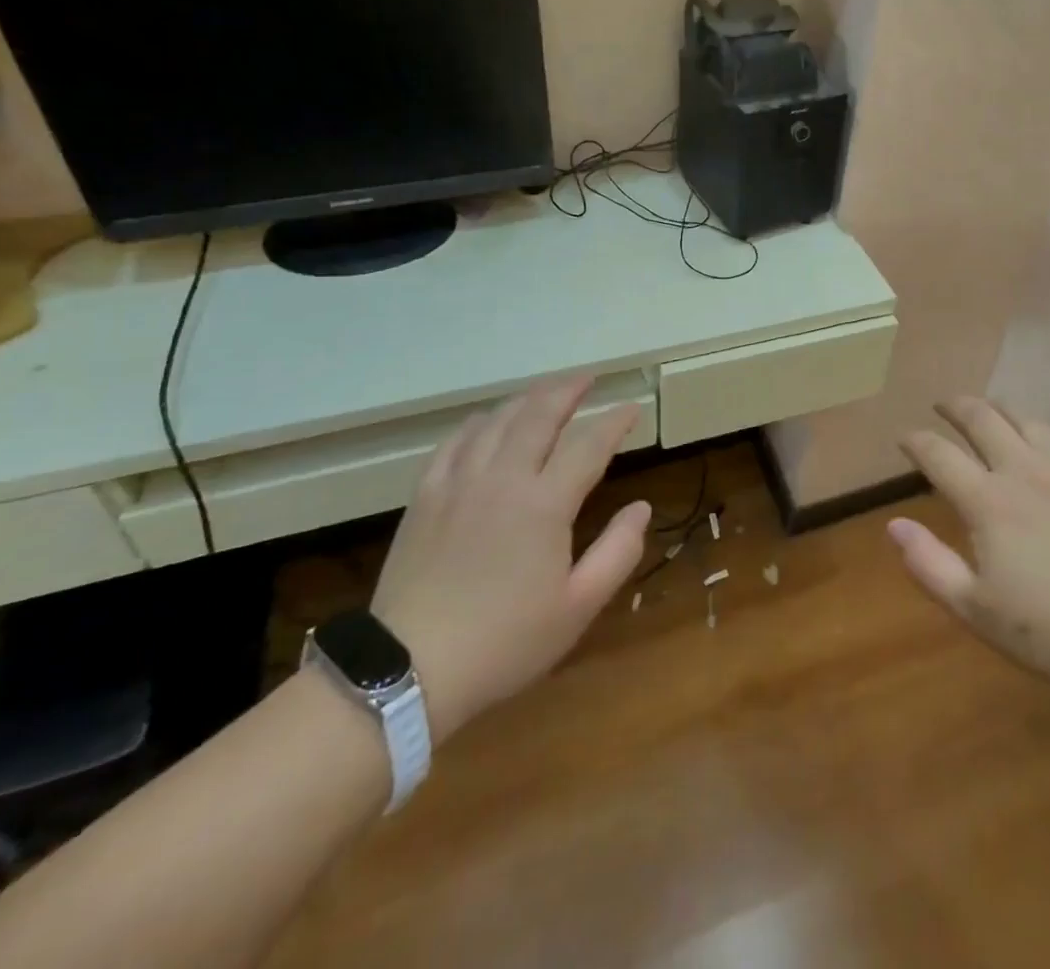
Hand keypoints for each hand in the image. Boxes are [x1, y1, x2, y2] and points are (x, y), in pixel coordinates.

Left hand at [370, 377, 648, 740]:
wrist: (408, 671)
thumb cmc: (504, 642)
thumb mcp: (577, 607)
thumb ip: (618, 552)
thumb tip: (641, 508)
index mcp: (544, 503)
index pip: (589, 444)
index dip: (615, 421)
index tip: (632, 407)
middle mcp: (503, 478)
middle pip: (539, 414)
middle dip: (568, 390)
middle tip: (588, 378)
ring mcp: (459, 482)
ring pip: (497, 419)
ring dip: (527, 399)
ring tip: (547, 392)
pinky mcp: (426, 495)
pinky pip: (456, 440)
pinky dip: (479, 422)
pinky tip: (488, 421)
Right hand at [893, 398, 1049, 716]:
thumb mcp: (978, 612)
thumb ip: (930, 566)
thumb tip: (893, 525)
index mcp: (989, 502)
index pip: (939, 455)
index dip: (915, 441)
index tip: (904, 438)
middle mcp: (1025, 471)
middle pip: (982, 419)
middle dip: (956, 407)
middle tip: (943, 406)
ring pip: (1028, 419)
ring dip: (1001, 410)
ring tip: (990, 412)